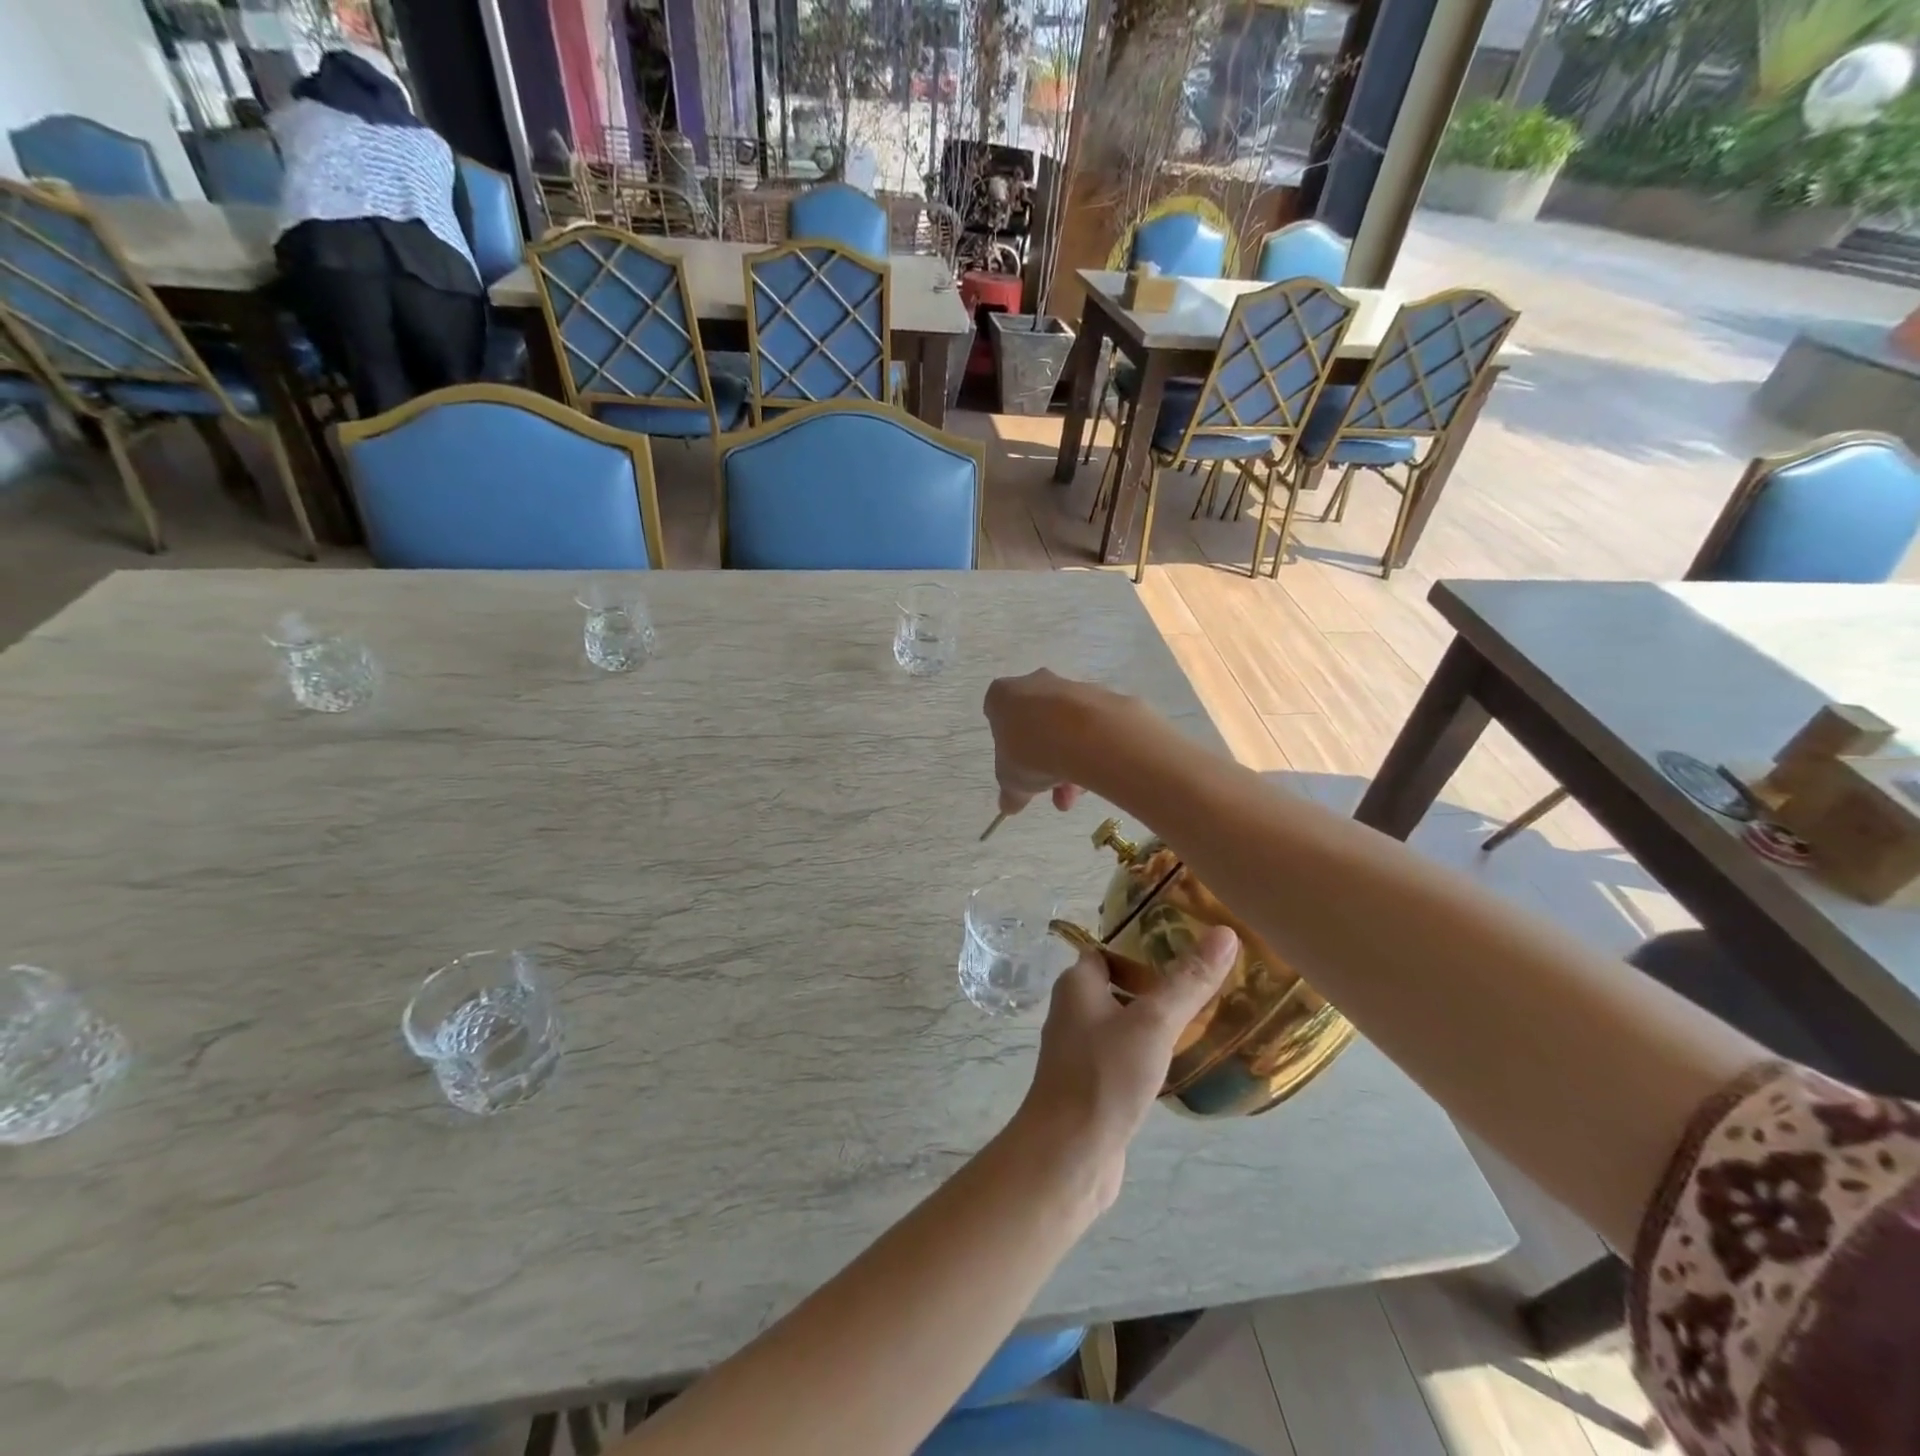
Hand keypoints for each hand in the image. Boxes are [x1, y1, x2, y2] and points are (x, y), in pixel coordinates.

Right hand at [983, 669, 1114, 816]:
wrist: (1088, 734)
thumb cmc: (1033, 751)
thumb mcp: (1012, 781)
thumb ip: (1010, 792)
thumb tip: (1008, 804)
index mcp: (1003, 696)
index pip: (998, 715)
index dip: (1007, 745)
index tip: (1017, 768)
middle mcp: (1035, 683)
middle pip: (1036, 724)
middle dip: (1043, 761)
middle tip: (1050, 790)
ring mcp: (1070, 687)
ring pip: (1065, 728)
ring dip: (1068, 760)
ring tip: (1076, 793)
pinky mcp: (1102, 696)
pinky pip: (1091, 727)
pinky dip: (1090, 749)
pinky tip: (1095, 774)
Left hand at [1013, 926, 1239, 1210]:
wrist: (1069, 1154)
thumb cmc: (1105, 1076)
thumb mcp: (1153, 1022)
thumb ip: (1188, 981)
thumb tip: (1225, 932)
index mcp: (1077, 985)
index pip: (1108, 951)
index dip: (1141, 946)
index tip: (1186, 948)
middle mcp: (1073, 1012)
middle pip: (1117, 986)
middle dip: (1155, 985)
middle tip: (1204, 985)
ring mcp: (1080, 1052)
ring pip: (1122, 1024)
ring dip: (1153, 1022)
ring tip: (1202, 1021)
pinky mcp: (1092, 1086)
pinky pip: (1123, 1058)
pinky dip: (1148, 1055)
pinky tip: (1178, 1064)